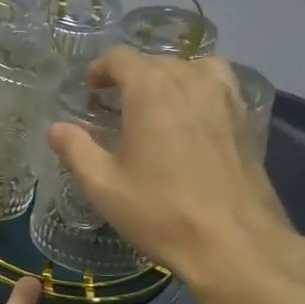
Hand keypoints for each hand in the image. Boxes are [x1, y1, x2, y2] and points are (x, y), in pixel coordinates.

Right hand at [47, 48, 296, 289]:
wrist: (235, 246)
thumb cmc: (161, 212)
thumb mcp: (104, 186)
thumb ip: (76, 150)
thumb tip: (56, 128)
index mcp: (152, 89)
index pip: (122, 58)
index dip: (101, 69)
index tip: (91, 90)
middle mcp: (192, 82)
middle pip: (157, 61)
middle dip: (133, 76)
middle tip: (116, 105)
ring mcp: (226, 100)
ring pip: (194, 69)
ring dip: (171, 79)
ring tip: (159, 106)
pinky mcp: (248, 122)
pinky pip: (220, 88)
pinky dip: (201, 92)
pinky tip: (192, 123)